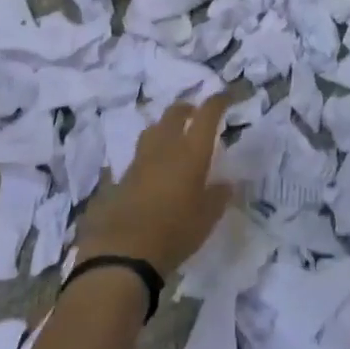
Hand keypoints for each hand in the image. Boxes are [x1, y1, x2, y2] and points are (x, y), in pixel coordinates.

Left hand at [75, 96, 232, 274]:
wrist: (124, 251)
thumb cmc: (175, 232)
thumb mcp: (207, 219)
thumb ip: (218, 197)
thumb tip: (227, 184)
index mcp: (191, 151)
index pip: (207, 114)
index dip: (218, 101)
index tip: (227, 97)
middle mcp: (165, 147)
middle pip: (174, 113)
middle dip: (188, 108)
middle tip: (196, 114)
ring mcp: (140, 159)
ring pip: (153, 129)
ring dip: (165, 126)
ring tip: (173, 137)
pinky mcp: (122, 176)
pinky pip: (139, 154)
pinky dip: (150, 153)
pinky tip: (153, 168)